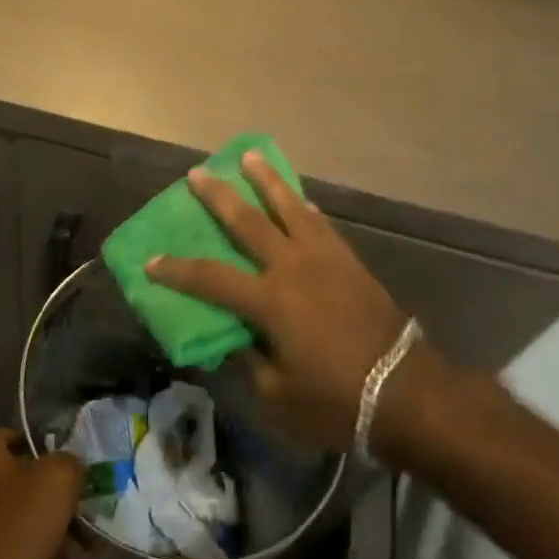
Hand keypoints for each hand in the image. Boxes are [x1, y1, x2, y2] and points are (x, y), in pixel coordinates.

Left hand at [0, 429, 82, 558]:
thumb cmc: (16, 523)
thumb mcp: (58, 479)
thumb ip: (70, 463)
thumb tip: (69, 468)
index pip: (21, 437)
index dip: (52, 452)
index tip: (76, 474)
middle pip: (26, 487)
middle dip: (62, 512)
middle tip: (87, 528)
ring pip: (23, 525)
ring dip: (58, 547)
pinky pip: (12, 556)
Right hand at [146, 152, 409, 450]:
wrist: (407, 391)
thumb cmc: (337, 400)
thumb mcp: (278, 395)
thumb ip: (248, 361)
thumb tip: (230, 338)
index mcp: (269, 301)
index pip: (210, 278)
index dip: (177, 269)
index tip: (151, 261)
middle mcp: (293, 268)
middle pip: (247, 222)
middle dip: (218, 196)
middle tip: (197, 173)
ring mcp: (325, 259)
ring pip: (289, 208)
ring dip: (266, 181)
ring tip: (251, 157)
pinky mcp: (350, 262)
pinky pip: (322, 224)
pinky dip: (305, 208)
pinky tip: (300, 200)